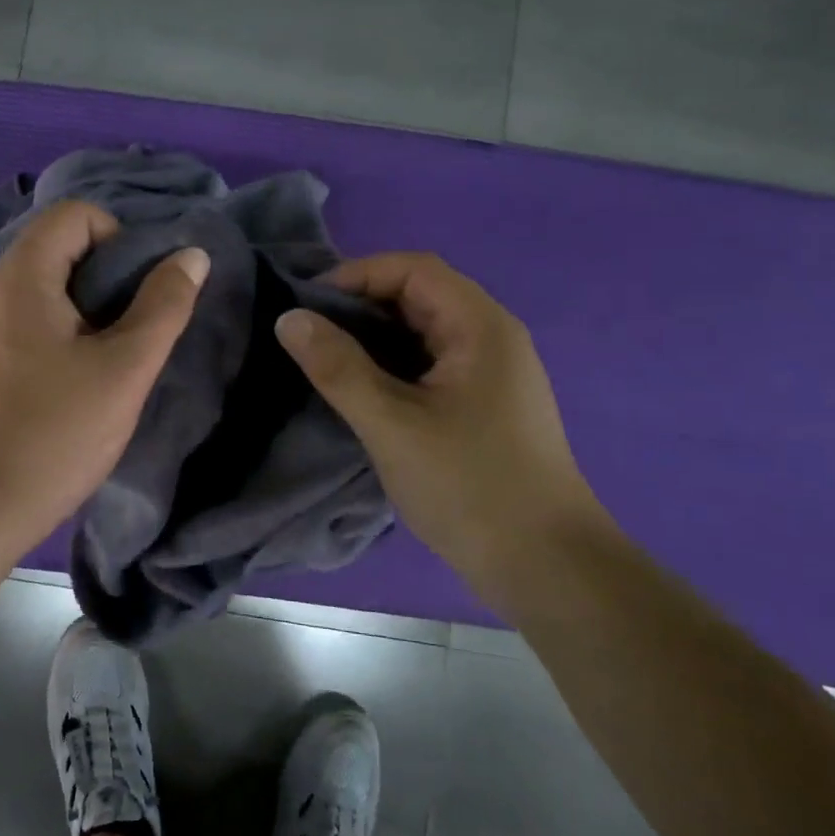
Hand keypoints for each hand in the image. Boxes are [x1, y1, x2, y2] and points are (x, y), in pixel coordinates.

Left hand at [0, 199, 208, 553]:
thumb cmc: (50, 435)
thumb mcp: (123, 370)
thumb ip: (163, 307)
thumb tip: (190, 255)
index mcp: (21, 276)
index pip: (76, 215)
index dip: (120, 240)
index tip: (141, 295)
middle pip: (61, 250)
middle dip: (110, 280)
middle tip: (137, 331)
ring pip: (47, 292)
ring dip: (90, 314)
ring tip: (114, 362)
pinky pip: (29, 325)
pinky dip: (63, 338)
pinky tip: (78, 385)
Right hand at [275, 252, 598, 579]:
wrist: (545, 566)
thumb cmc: (469, 486)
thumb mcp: (392, 424)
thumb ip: (338, 367)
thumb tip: (289, 318)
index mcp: (480, 327)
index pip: (414, 269)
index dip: (357, 274)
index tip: (307, 304)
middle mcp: (492, 337)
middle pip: (421, 295)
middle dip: (362, 304)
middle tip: (309, 332)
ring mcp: (492, 372)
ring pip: (424, 332)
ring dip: (375, 336)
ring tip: (325, 357)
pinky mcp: (485, 403)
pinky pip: (432, 363)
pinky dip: (393, 364)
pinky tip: (362, 388)